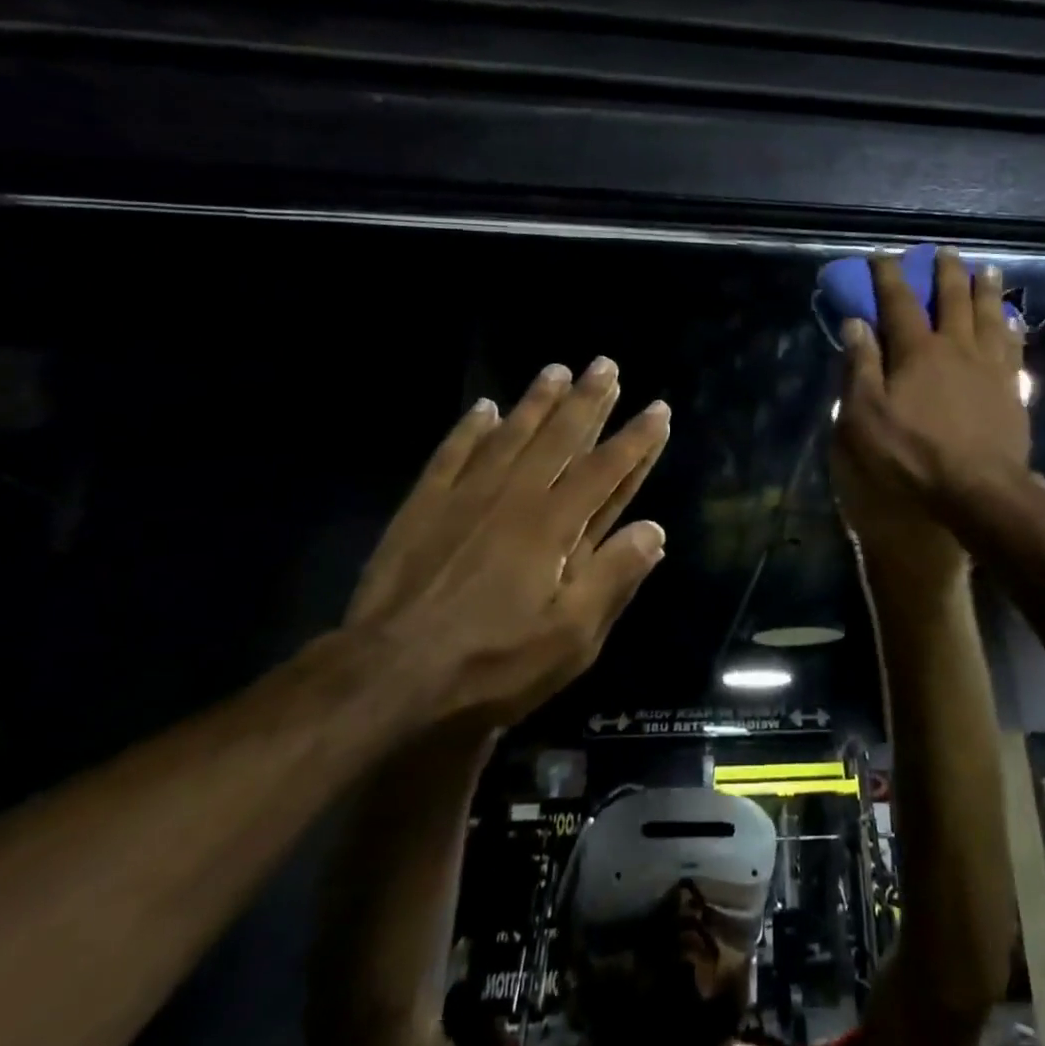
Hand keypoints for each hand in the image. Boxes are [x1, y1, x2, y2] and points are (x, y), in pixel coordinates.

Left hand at [344, 358, 670, 728]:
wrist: (386, 680)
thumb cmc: (490, 665)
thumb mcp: (570, 639)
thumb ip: (613, 578)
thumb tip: (654, 529)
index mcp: (553, 526)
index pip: (606, 470)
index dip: (636, 439)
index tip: (658, 409)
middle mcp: (513, 497)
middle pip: (559, 438)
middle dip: (588, 401)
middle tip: (606, 365)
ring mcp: (464, 497)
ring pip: (510, 435)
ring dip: (536, 401)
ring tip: (556, 370)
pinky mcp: (422, 508)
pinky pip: (452, 454)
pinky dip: (470, 429)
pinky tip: (483, 408)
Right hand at [834, 248, 1028, 520]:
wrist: (979, 491)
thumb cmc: (913, 456)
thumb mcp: (866, 417)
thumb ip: (860, 367)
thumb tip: (856, 323)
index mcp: (918, 352)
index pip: (899, 303)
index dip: (889, 276)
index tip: (882, 256)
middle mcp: (957, 348)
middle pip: (953, 299)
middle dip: (945, 272)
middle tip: (944, 251)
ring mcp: (991, 367)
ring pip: (990, 316)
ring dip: (985, 289)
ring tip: (986, 269)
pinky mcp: (1013, 389)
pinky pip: (1014, 347)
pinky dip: (1012, 327)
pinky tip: (1013, 321)